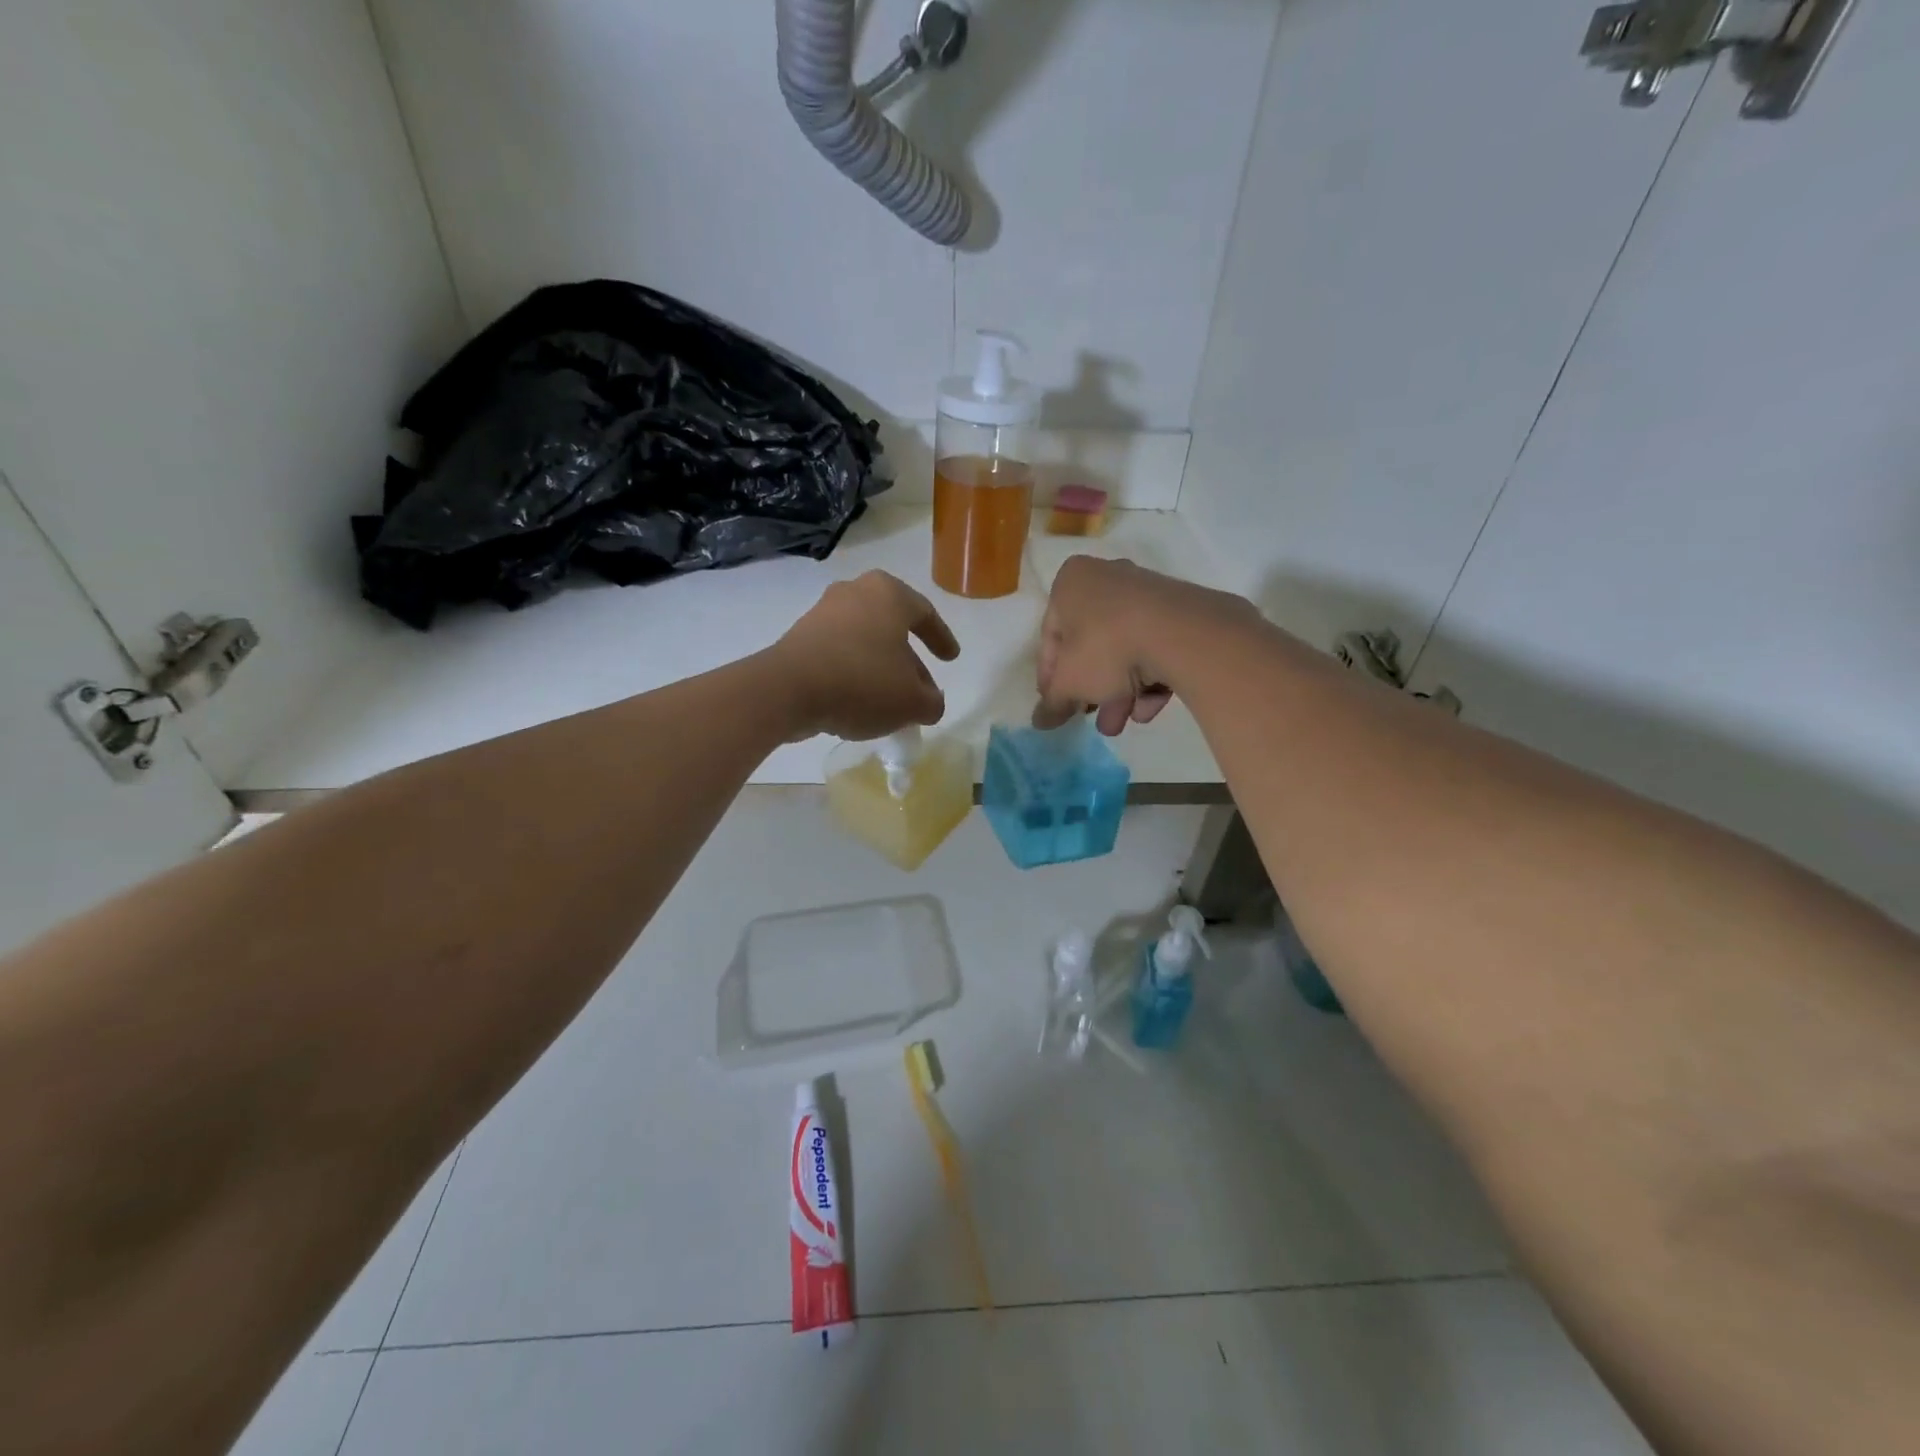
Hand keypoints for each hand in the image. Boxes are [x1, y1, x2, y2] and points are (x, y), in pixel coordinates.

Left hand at [773, 571, 960, 740]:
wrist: (787, 690)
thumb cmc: (862, 682)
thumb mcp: (912, 702)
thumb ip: (931, 702)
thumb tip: (930, 702)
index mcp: (889, 594)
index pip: (925, 613)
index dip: (942, 639)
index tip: (951, 659)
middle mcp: (855, 592)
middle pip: (892, 627)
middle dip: (909, 660)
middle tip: (922, 687)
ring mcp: (823, 612)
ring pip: (864, 640)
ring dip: (880, 668)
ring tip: (890, 701)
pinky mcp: (799, 636)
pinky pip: (839, 653)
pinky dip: (854, 673)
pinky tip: (859, 701)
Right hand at [1035, 556, 1254, 735]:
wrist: (1179, 634)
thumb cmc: (1105, 647)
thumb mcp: (1069, 682)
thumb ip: (1052, 703)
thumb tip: (1040, 721)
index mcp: (1070, 583)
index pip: (1051, 635)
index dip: (1051, 677)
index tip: (1057, 706)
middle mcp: (1107, 578)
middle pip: (1090, 644)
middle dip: (1091, 689)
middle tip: (1091, 718)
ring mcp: (1146, 593)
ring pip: (1124, 649)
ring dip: (1119, 692)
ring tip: (1121, 724)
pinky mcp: (1179, 612)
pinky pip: (1154, 647)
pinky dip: (1149, 679)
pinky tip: (1148, 708)